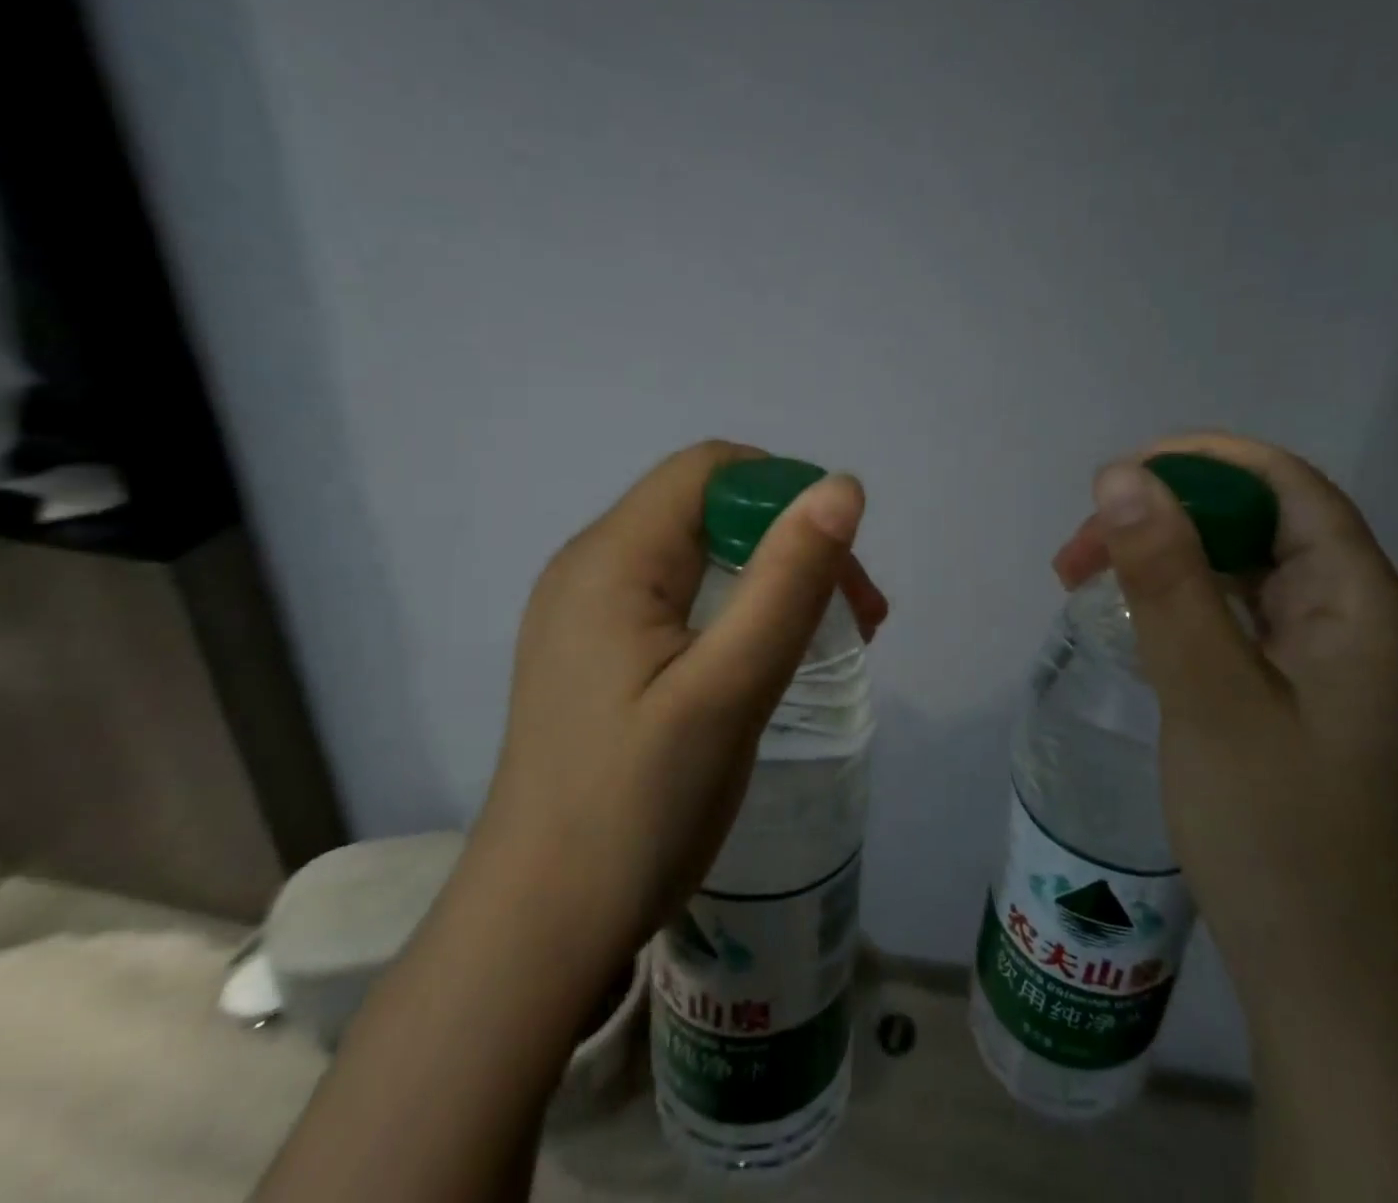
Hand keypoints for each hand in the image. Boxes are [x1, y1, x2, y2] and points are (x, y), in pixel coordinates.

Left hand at [483, 440, 886, 988]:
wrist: (540, 929)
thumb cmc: (637, 808)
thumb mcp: (729, 689)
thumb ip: (788, 581)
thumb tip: (842, 486)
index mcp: (612, 558)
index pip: (710, 469)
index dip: (785, 492)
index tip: (840, 562)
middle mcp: (591, 567)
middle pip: (708, 509)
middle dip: (790, 542)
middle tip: (857, 617)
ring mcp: (589, 612)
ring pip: (700, 554)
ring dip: (771, 578)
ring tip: (828, 639)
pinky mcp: (597, 652)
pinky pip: (680, 597)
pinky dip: (738, 610)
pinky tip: (766, 659)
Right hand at [1052, 432, 1397, 1025]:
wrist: (1323, 979)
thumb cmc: (1274, 833)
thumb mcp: (1208, 693)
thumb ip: (1168, 578)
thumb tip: (1122, 475)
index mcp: (1364, 603)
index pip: (1285, 485)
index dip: (1199, 463)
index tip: (1111, 481)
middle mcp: (1358, 618)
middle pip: (1258, 525)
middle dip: (1165, 518)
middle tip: (1078, 554)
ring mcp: (1330, 660)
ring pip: (1241, 571)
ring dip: (1164, 562)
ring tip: (1084, 582)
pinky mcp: (1300, 695)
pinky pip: (1237, 619)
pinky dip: (1179, 605)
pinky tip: (1132, 624)